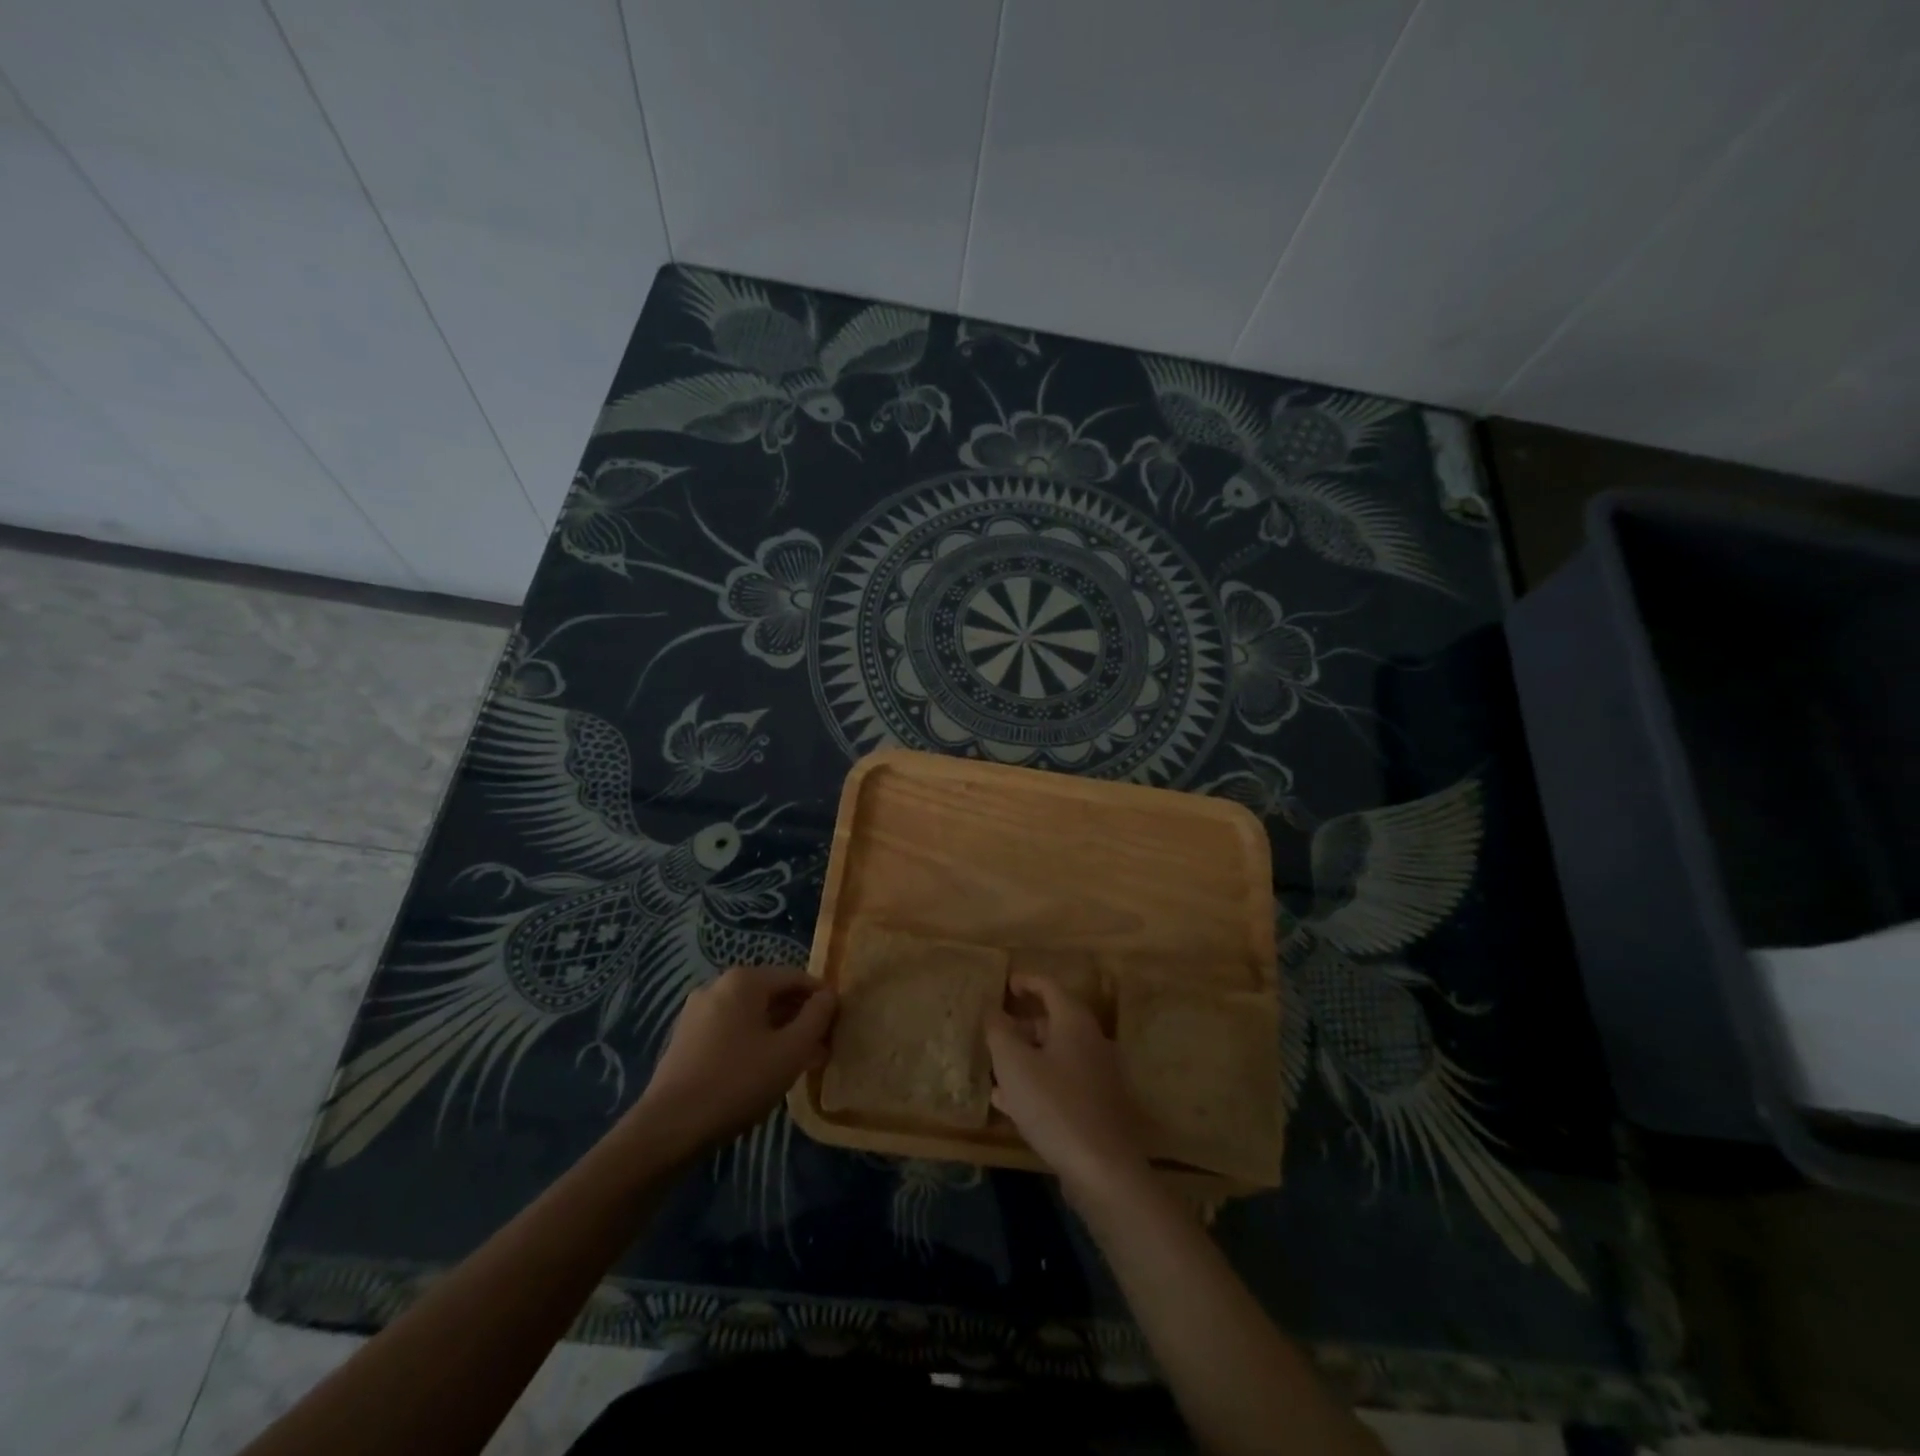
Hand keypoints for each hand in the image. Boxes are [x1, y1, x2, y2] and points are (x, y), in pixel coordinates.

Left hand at [634, 965, 835, 1154]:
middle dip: (800, 1018)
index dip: (822, 999)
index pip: (796, 977)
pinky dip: (753, 1041)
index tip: (838, 1025)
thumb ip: (817, 1017)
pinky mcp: (685, 1038)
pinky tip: (762, 1070)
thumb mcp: (791, 1050)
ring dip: (778, 1032)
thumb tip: (829, 995)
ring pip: (751, 1014)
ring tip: (797, 1063)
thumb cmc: (738, 1082)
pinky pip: (731, 1029)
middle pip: (772, 994)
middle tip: (821, 1048)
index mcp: (744, 980)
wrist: (669, 1128)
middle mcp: (718, 985)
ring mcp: (697, 1011)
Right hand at [986, 973, 1149, 1200]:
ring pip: (1056, 1054)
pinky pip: (1063, 1082)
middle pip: (1054, 1021)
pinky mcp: (1098, 1105)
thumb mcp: (1014, 1065)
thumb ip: (999, 1032)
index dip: (1026, 982)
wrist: (1103, 1168)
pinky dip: (1038, 1082)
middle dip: (1023, 1025)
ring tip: (997, 1070)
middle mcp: (1092, 1041)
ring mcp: (1099, 1074)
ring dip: (1027, 1057)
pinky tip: (1012, 1103)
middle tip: (996, 1032)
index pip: (1049, 987)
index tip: (1006, 984)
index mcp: (1074, 1022)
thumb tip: (993, 1010)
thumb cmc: (1054, 1105)